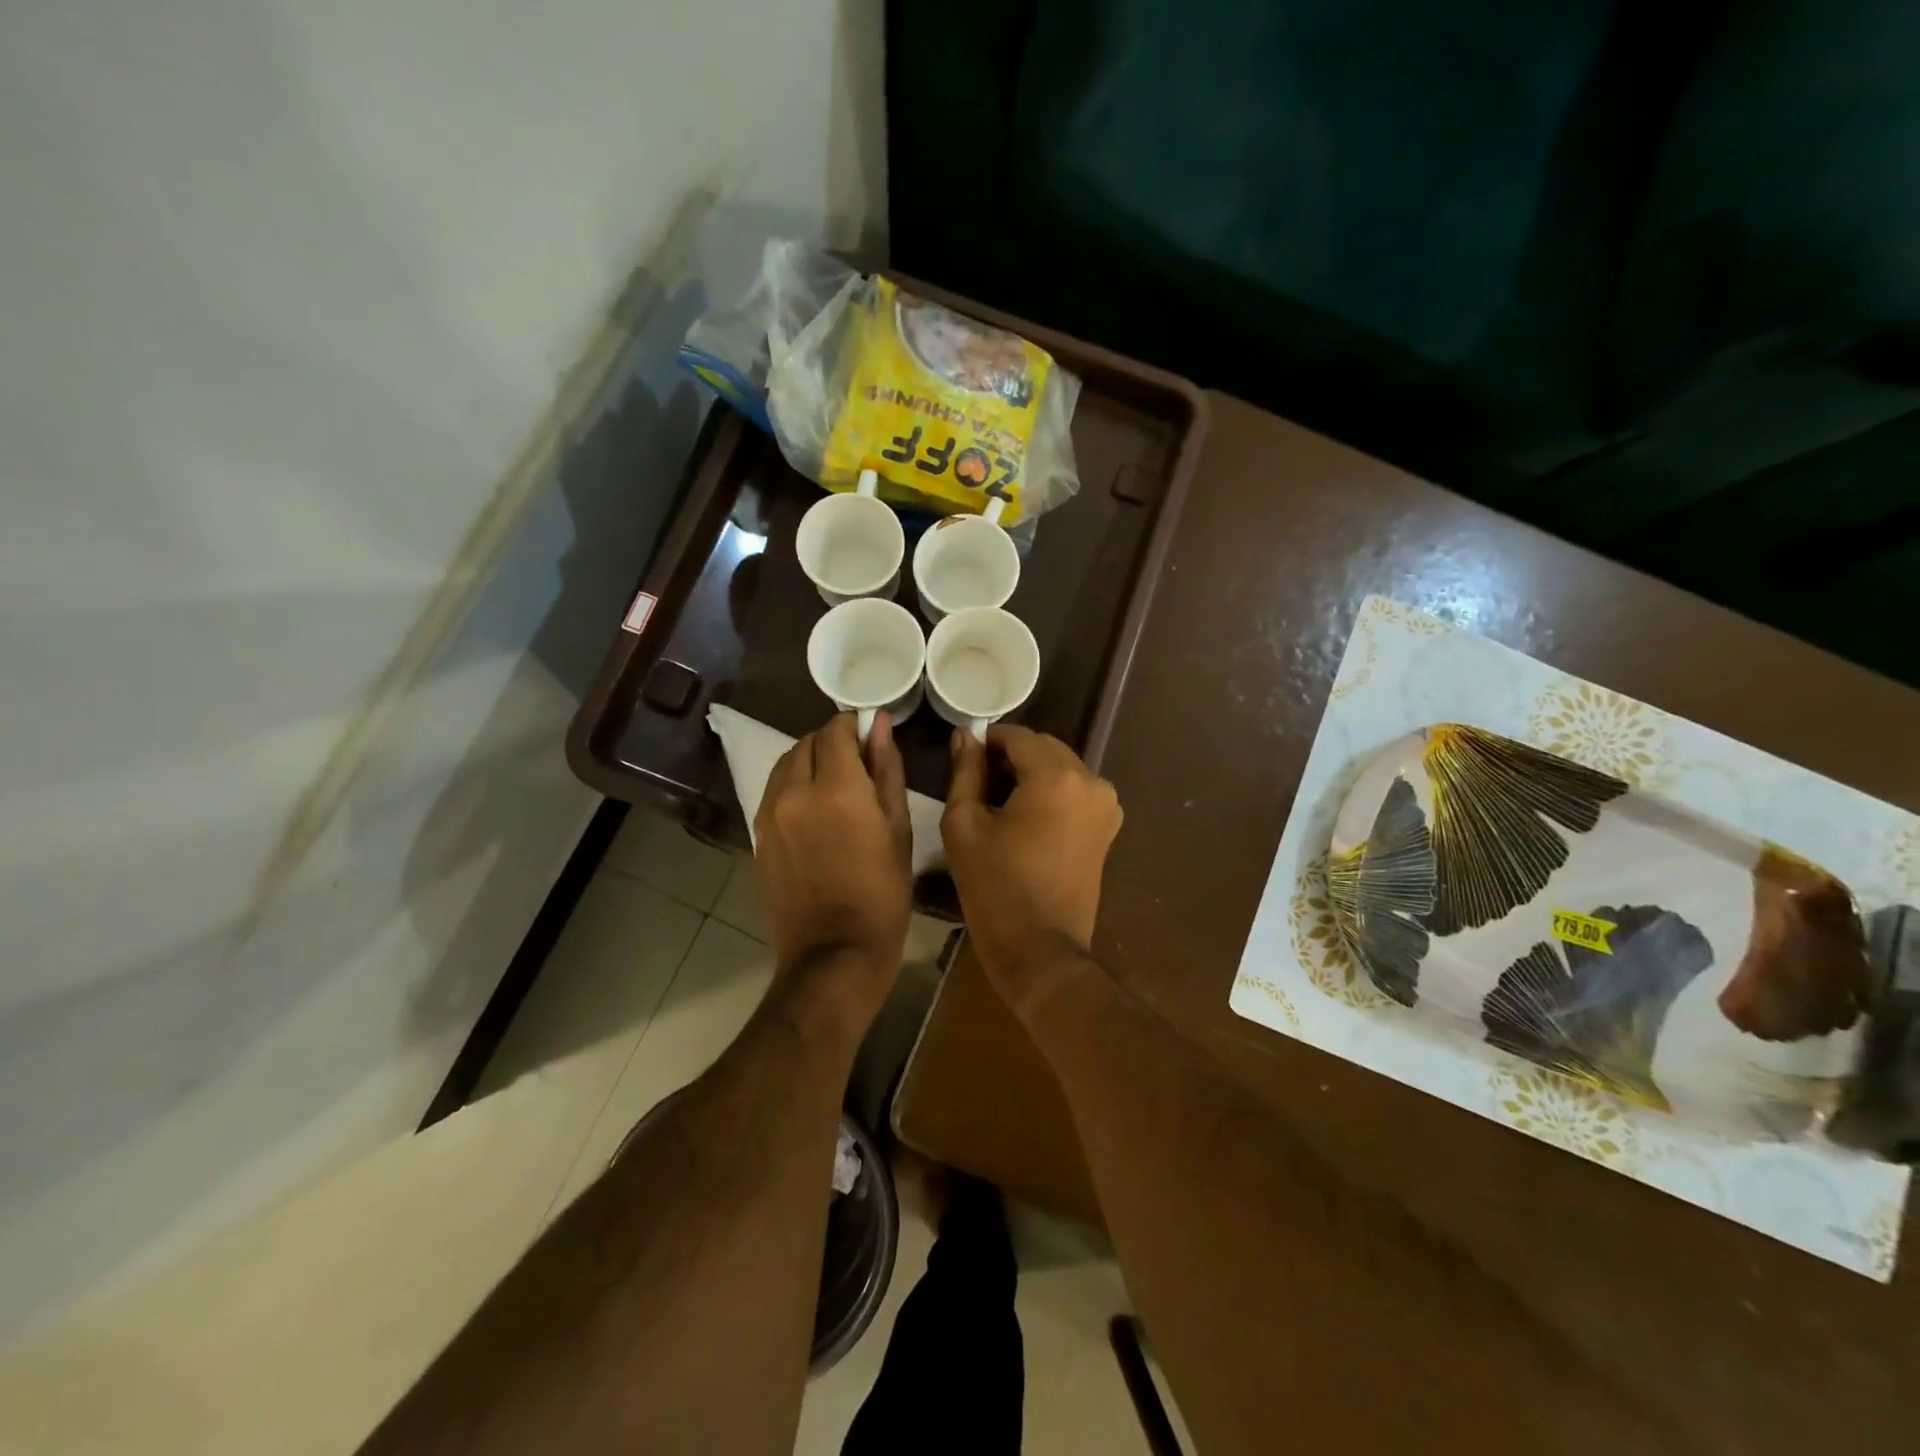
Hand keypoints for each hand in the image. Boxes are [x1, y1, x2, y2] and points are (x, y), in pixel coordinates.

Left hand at [755, 712, 912, 1028]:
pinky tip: (814, 808)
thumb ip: (886, 770)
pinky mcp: (757, 835)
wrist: (834, 955)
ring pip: (786, 763)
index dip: (854, 726)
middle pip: (807, 742)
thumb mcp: (898, 830)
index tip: (871, 737)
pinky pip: (774, 790)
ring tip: (835, 784)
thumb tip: (880, 725)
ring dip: (810, 760)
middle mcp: (796, 792)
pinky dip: (793, 784)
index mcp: (838, 790)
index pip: (836, 730)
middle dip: (832, 742)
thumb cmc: (882, 895)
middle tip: (858, 763)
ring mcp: (769, 814)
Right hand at [943, 726, 1122, 1019]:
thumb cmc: (995, 887)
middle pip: (1044, 749)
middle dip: (1012, 757)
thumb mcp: (964, 825)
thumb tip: (966, 737)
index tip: (966, 760)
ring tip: (1001, 803)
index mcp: (1056, 777)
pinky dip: (1051, 793)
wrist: (1040, 949)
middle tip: (979, 783)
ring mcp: (1106, 805)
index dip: (989, 742)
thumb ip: (965, 772)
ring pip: (1062, 768)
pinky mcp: (1108, 826)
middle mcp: (1091, 781)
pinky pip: (1076, 792)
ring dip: (1032, 774)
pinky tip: (1026, 819)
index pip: (1018, 737)